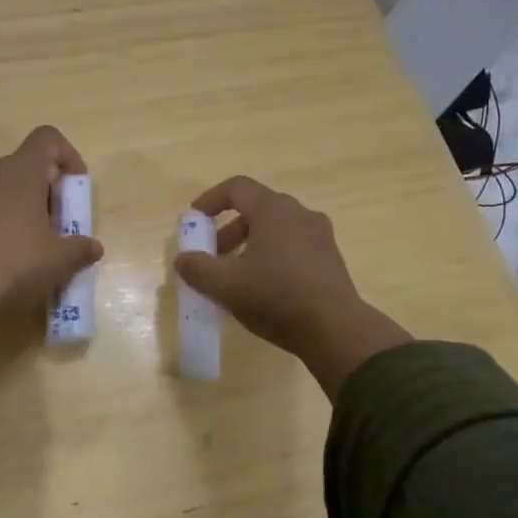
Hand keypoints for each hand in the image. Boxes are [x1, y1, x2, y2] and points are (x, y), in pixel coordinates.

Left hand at [0, 126, 102, 361]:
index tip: (75, 187)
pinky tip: (2, 257)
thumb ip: (79, 249)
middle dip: (44, 191)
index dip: (67, 156)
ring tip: (30, 245)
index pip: (47, 139)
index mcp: (20, 169)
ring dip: (18, 207)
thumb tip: (93, 248)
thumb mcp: (58, 261)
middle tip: (56, 225)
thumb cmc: (13, 262)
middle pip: (23, 166)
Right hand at [175, 175, 411, 398]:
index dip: (210, 200)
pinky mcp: (330, 259)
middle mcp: (300, 214)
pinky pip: (293, 247)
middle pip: (256, 210)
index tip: (194, 220)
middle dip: (228, 231)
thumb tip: (182, 259)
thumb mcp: (226, 285)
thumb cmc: (276, 297)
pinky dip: (271, 257)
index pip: (236, 188)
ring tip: (235, 277)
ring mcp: (320, 236)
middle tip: (212, 256)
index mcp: (274, 210)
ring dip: (249, 246)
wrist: (336, 329)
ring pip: (276, 230)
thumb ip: (198, 268)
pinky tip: (263, 289)